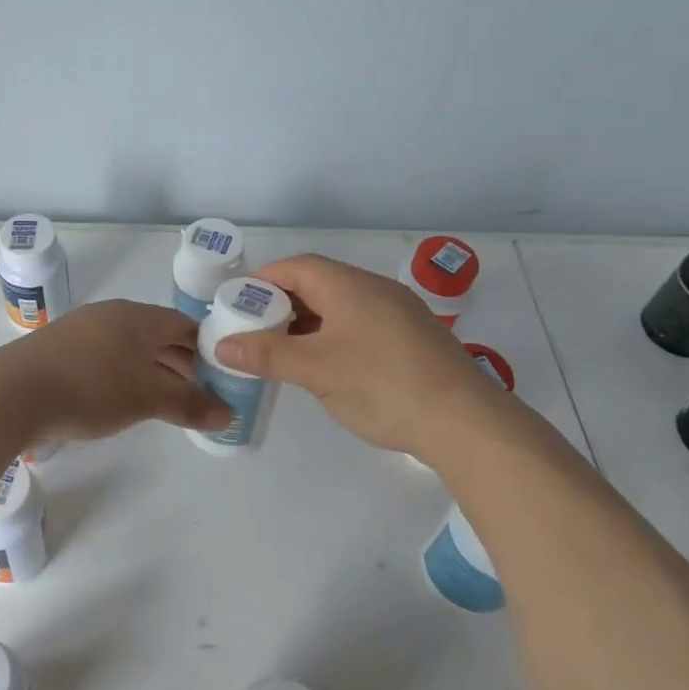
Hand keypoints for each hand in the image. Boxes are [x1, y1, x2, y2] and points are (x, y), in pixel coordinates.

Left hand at [0, 300, 231, 442]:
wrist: (13, 392)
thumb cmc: (91, 387)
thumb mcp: (147, 398)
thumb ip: (189, 404)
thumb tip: (228, 414)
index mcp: (138, 316)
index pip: (185, 325)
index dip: (208, 348)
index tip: (224, 374)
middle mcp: (111, 315)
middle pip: (158, 336)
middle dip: (182, 363)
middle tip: (202, 393)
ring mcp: (82, 330)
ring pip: (131, 348)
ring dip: (153, 371)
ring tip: (168, 401)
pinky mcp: (60, 351)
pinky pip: (106, 359)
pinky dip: (124, 376)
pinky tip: (124, 400)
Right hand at [213, 254, 520, 455]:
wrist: (466, 422)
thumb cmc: (383, 386)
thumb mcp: (316, 371)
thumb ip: (267, 355)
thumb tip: (222, 345)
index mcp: (349, 286)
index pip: (295, 267)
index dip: (262, 281)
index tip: (236, 303)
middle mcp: (374, 289)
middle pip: (317, 283)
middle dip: (281, 303)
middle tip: (253, 330)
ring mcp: (398, 313)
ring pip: (340, 306)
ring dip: (307, 322)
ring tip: (282, 349)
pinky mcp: (412, 338)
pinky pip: (360, 324)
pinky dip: (332, 335)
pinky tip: (324, 364)